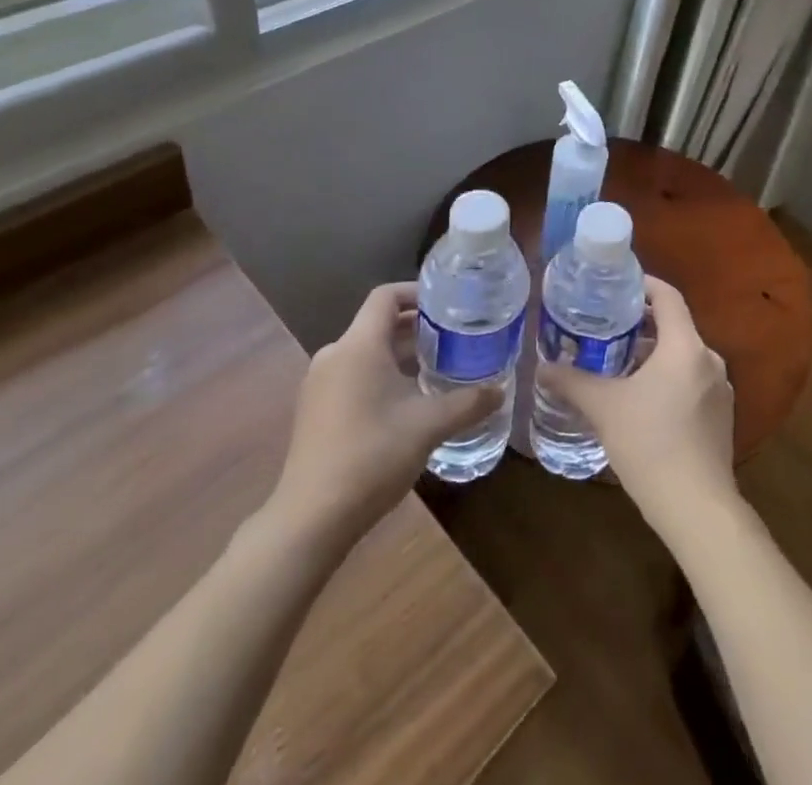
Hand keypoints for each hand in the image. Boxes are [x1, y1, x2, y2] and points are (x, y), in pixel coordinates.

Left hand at [270, 283, 501, 549]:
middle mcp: (335, 354)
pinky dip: (380, 374)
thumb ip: (467, 403)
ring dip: (399, 353)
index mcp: (359, 346)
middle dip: (415, 327)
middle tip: (453, 336)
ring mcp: (320, 383)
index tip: (447, 303)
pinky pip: (352, 374)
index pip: (386, 296)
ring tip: (436, 367)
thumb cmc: (372, 456)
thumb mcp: (428, 426)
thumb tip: (501, 390)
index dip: (416, 292)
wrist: (311, 518)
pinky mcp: (315, 409)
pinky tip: (405, 401)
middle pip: (377, 323)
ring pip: (366, 351)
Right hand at [536, 277, 738, 545]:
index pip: (668, 297)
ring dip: (654, 354)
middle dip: (642, 324)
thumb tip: (541, 367)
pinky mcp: (722, 416)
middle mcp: (709, 360)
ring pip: (683, 356)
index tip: (619, 284)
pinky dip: (668, 378)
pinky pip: (692, 381)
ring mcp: (720, 390)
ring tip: (618, 363)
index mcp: (685, 346)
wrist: (697, 508)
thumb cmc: (650, 444)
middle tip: (607, 326)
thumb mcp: (603, 408)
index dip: (644, 285)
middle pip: (675, 327)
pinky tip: (642, 399)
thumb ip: (572, 382)